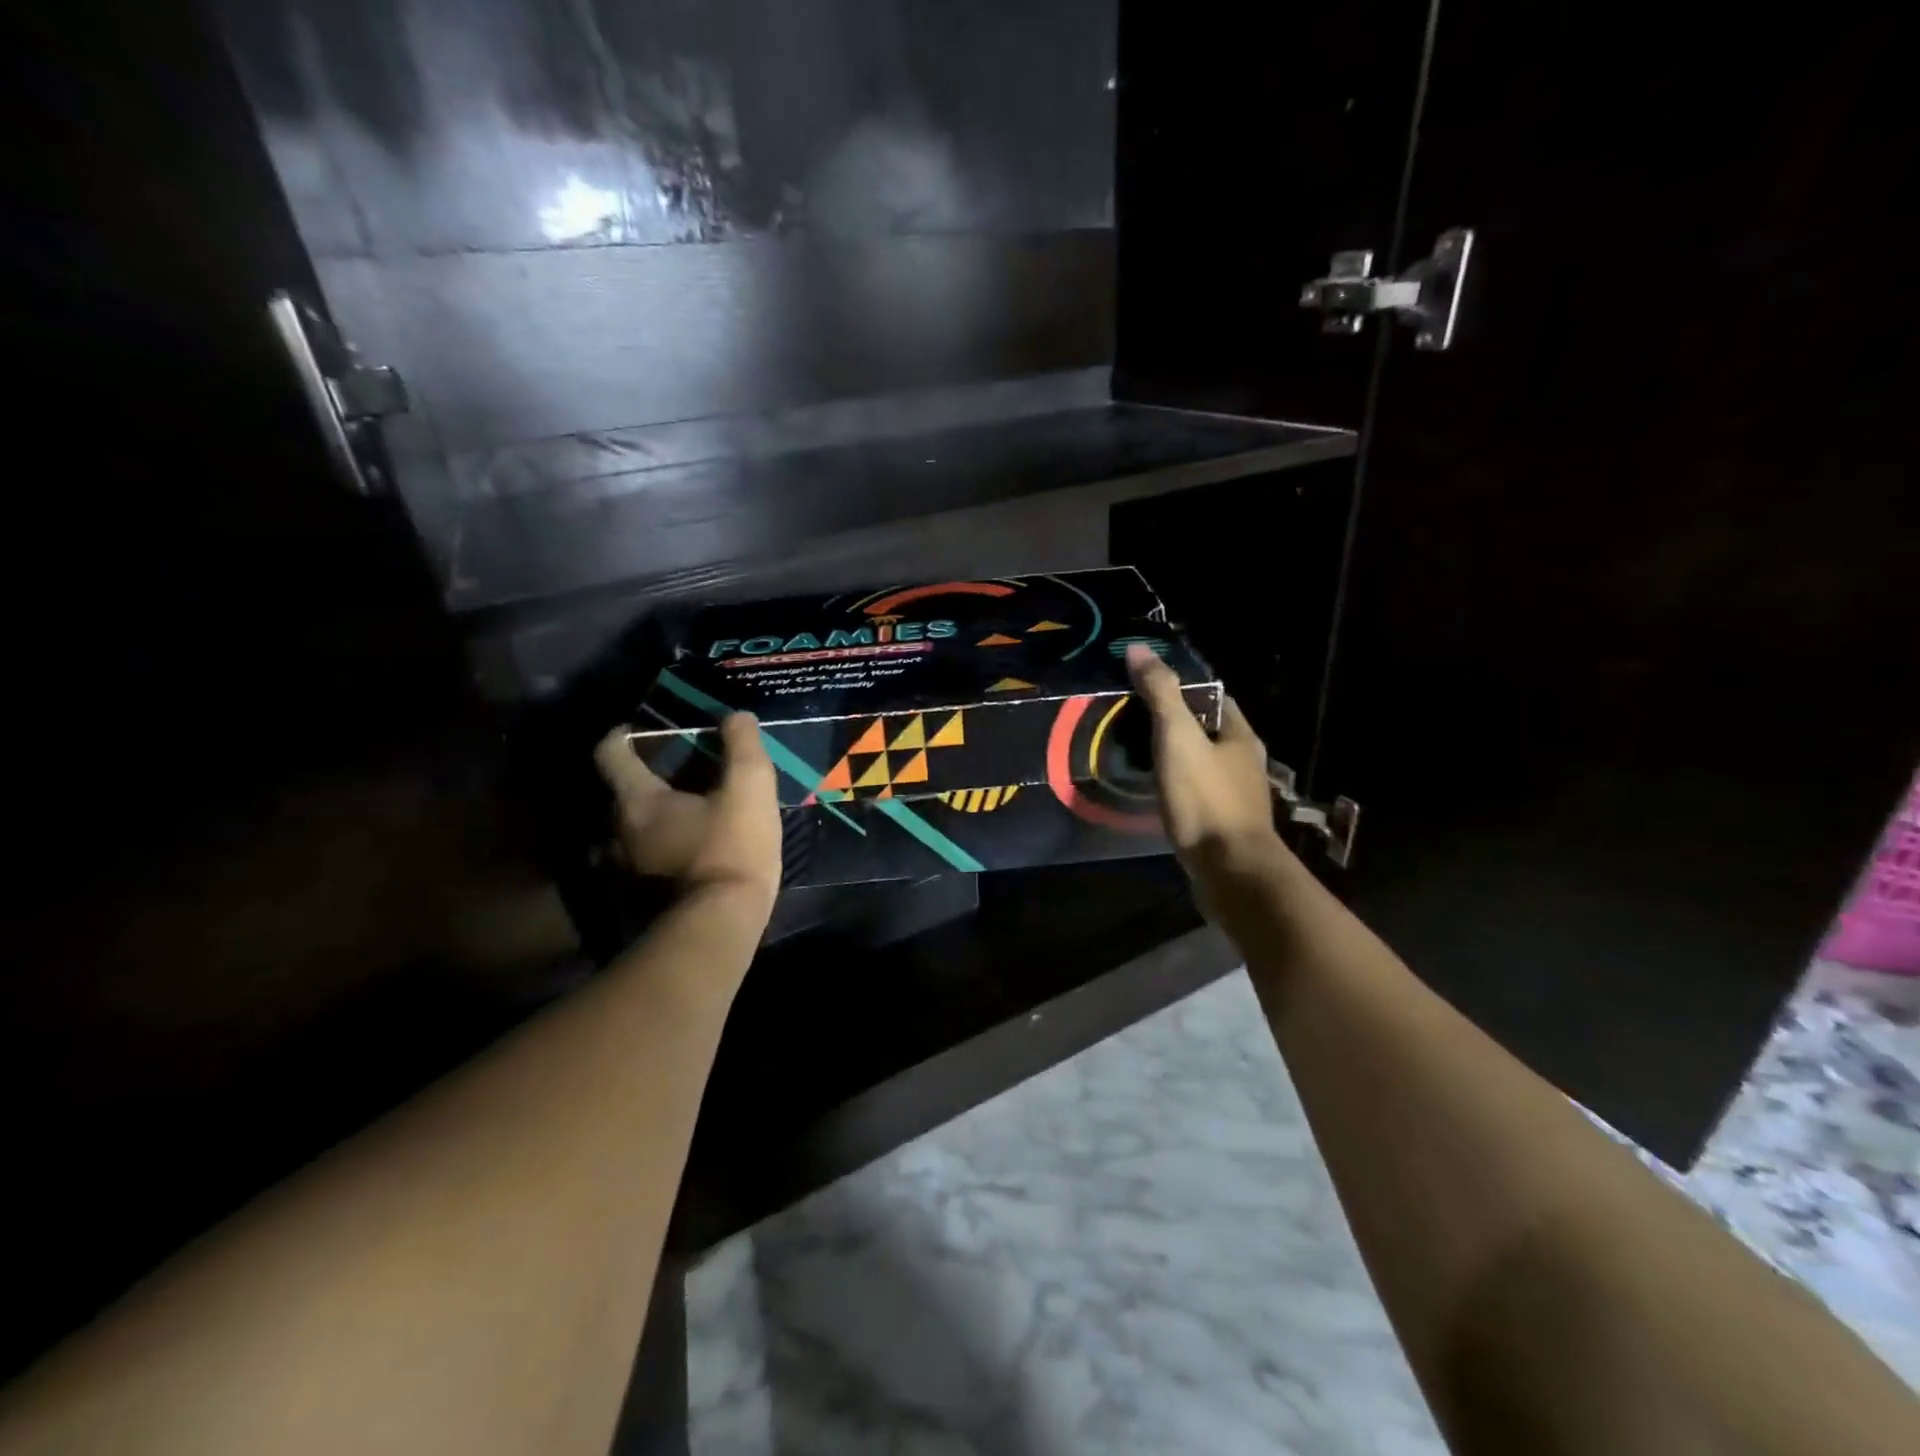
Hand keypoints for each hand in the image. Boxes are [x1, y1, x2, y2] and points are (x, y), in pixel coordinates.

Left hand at [594, 714, 783, 911]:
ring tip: (685, 817)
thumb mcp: (750, 790)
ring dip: (650, 821)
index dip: (623, 735)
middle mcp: (616, 832)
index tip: (642, 729)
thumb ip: (743, 747)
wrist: (717, 929)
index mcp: (637, 800)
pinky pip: (640, 864)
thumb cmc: (730, 851)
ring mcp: (622, 871)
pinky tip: (686, 856)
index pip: (611, 752)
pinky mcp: (636, 901)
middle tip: (681, 774)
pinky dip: (657, 853)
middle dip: (646, 780)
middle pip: (620, 794)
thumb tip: (736, 716)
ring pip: (628, 833)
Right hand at [1126, 644, 1281, 871]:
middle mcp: (1246, 761)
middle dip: (1177, 724)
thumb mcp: (1178, 738)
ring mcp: (1238, 795)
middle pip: (1209, 730)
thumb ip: (1160, 694)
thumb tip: (1139, 648)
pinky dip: (1180, 786)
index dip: (1183, 688)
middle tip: (1133, 722)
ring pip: (1204, 763)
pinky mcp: (1226, 824)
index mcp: (1240, 735)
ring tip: (1139, 755)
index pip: (1214, 697)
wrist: (1231, 871)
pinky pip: (1199, 793)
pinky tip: (1159, 793)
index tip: (1146, 688)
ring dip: (1178, 757)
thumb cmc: (1205, 799)